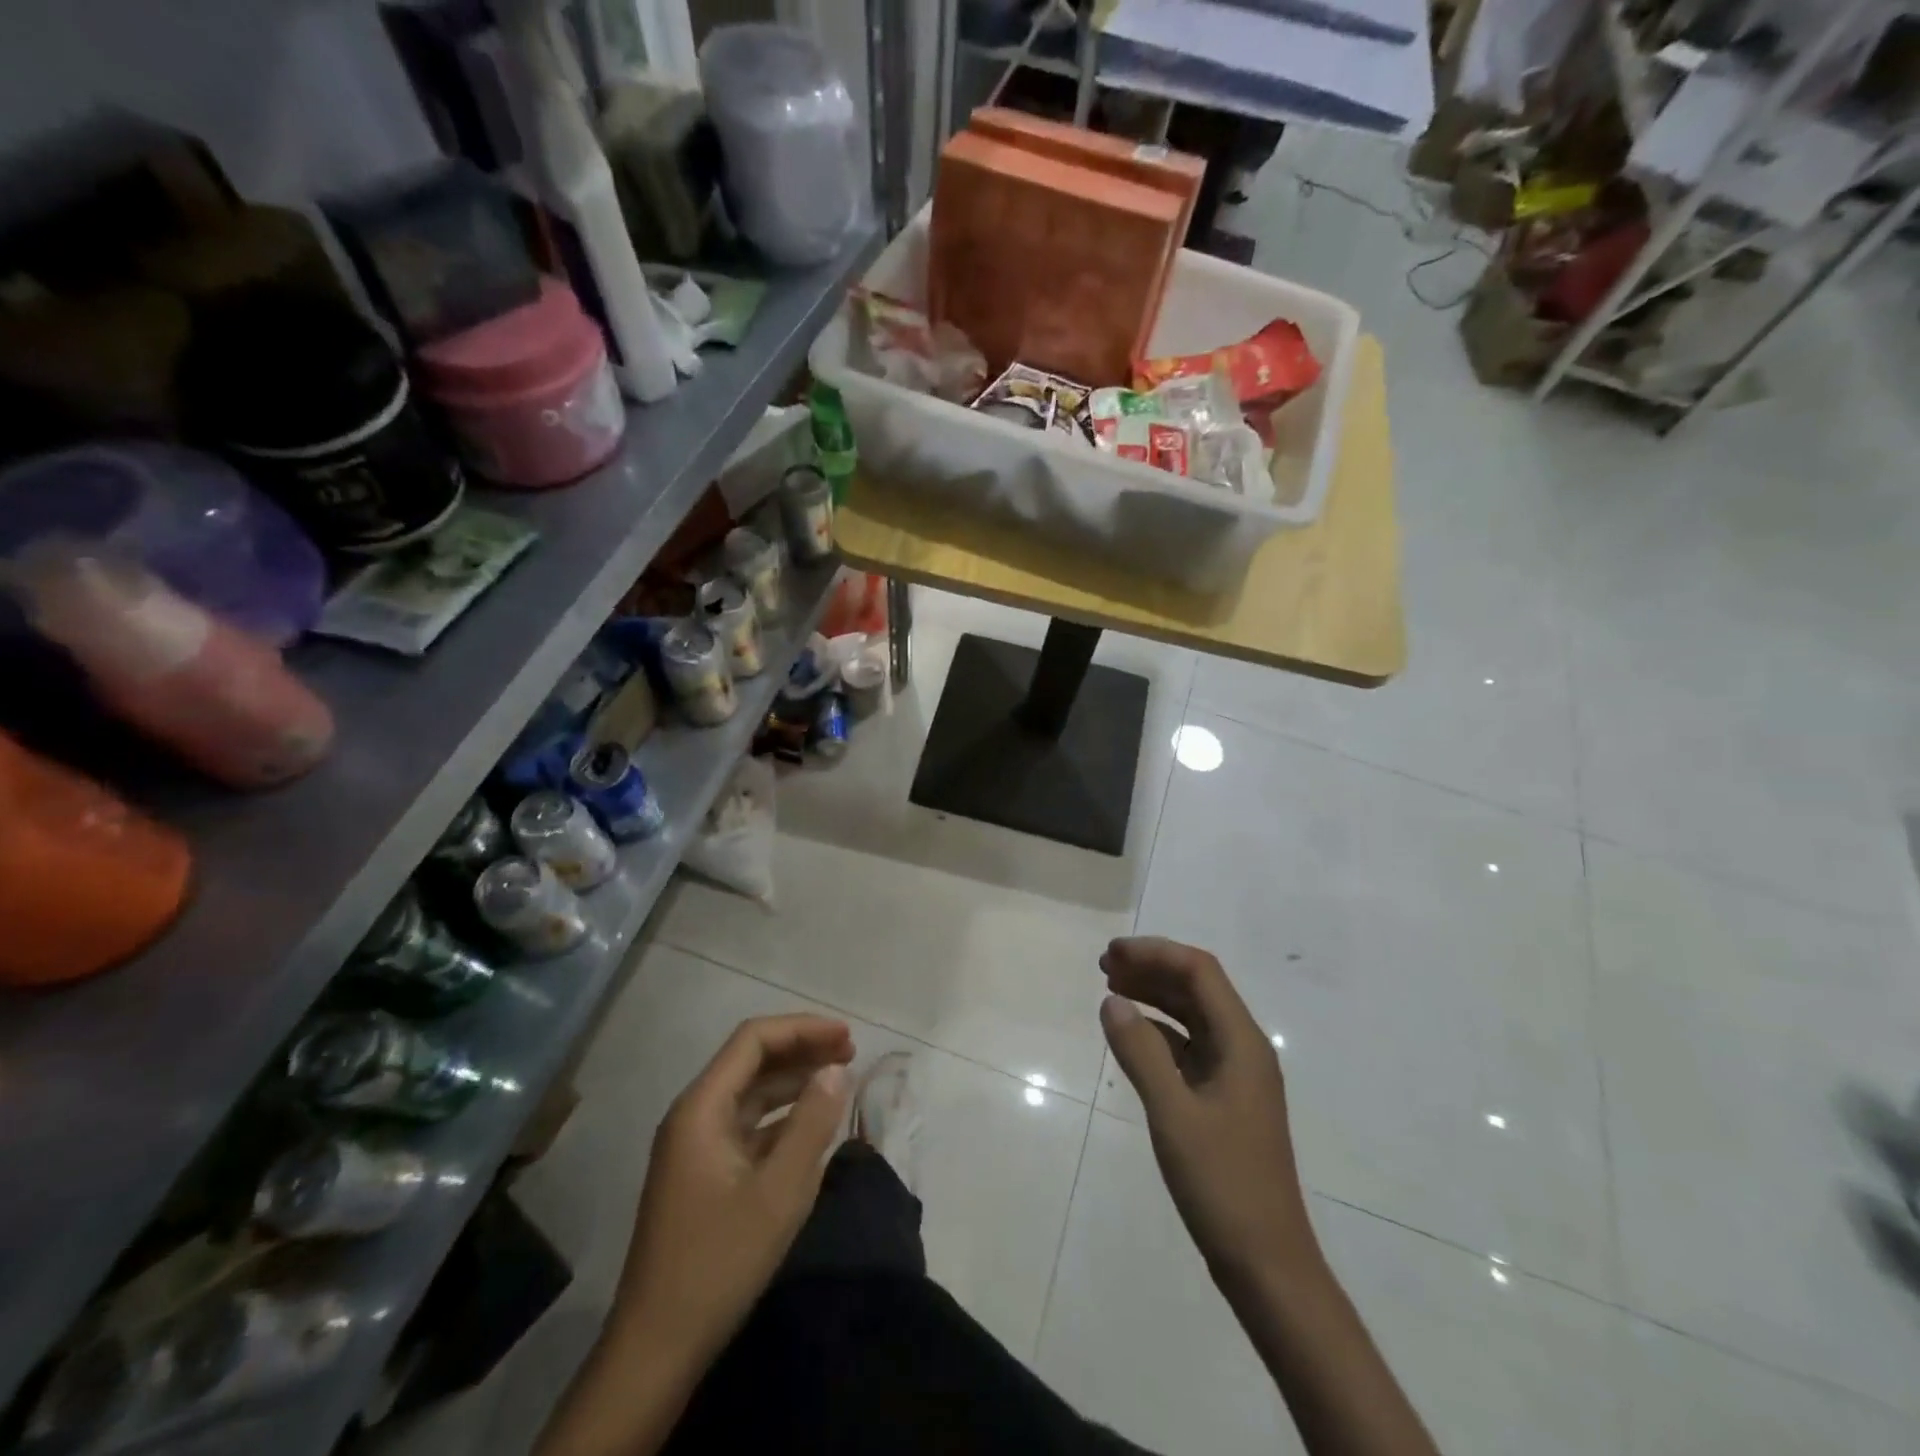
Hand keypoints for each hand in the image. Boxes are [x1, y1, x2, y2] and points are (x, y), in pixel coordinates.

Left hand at [613, 1014, 854, 1365]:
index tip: (847, 1036)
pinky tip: (812, 1124)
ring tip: (839, 1080)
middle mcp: (694, 1116)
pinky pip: (747, 1126)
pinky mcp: (703, 1175)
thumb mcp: (779, 1192)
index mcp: (701, 1108)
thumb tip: (836, 1070)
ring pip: (750, 1093)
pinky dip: (782, 1116)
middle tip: (851, 1053)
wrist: (656, 1350)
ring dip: (794, 1081)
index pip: (753, 1040)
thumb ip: (811, 1123)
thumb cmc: (719, 1262)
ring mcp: (696, 1147)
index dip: (803, 1028)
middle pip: (751, 1061)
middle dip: (802, 1050)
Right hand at [1099, 937, 1318, 1288]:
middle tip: (1104, 966)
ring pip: (1192, 1017)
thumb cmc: (1222, 1183)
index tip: (1112, 954)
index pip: (1199, 972)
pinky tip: (1131, 1035)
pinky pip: (1189, 1048)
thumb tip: (1111, 1001)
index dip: (1155, 953)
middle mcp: (1243, 1049)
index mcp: (1242, 1042)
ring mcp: (1235, 1076)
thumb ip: (1140, 1052)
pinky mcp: (1224, 1100)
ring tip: (1111, 989)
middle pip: (1197, 988)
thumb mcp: (1173, 1113)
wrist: (1267, 1264)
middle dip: (1152, 969)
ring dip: (1154, 997)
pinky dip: (1158, 1032)